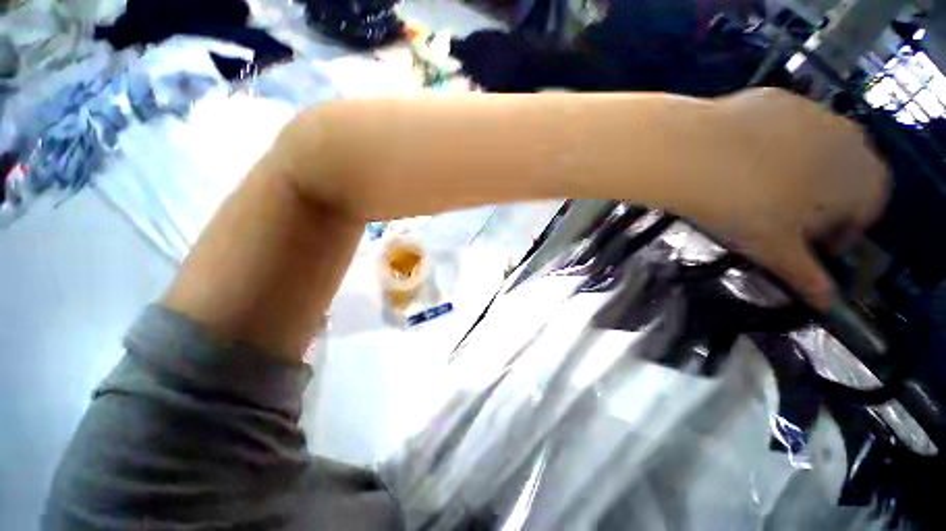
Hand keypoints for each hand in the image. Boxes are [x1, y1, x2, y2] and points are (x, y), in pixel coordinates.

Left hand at [685, 89, 889, 309]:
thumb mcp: (776, 249)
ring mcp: (811, 109)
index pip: (869, 209)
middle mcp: (848, 136)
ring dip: (796, 172)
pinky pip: (782, 129)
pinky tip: (739, 162)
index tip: (813, 243)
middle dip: (821, 201)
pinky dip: (770, 147)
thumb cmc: (743, 207)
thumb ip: (806, 276)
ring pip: (814, 150)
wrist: (694, 156)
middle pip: (844, 176)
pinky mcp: (773, 98)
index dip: (843, 229)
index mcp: (862, 177)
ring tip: (755, 191)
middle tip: (782, 219)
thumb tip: (825, 303)